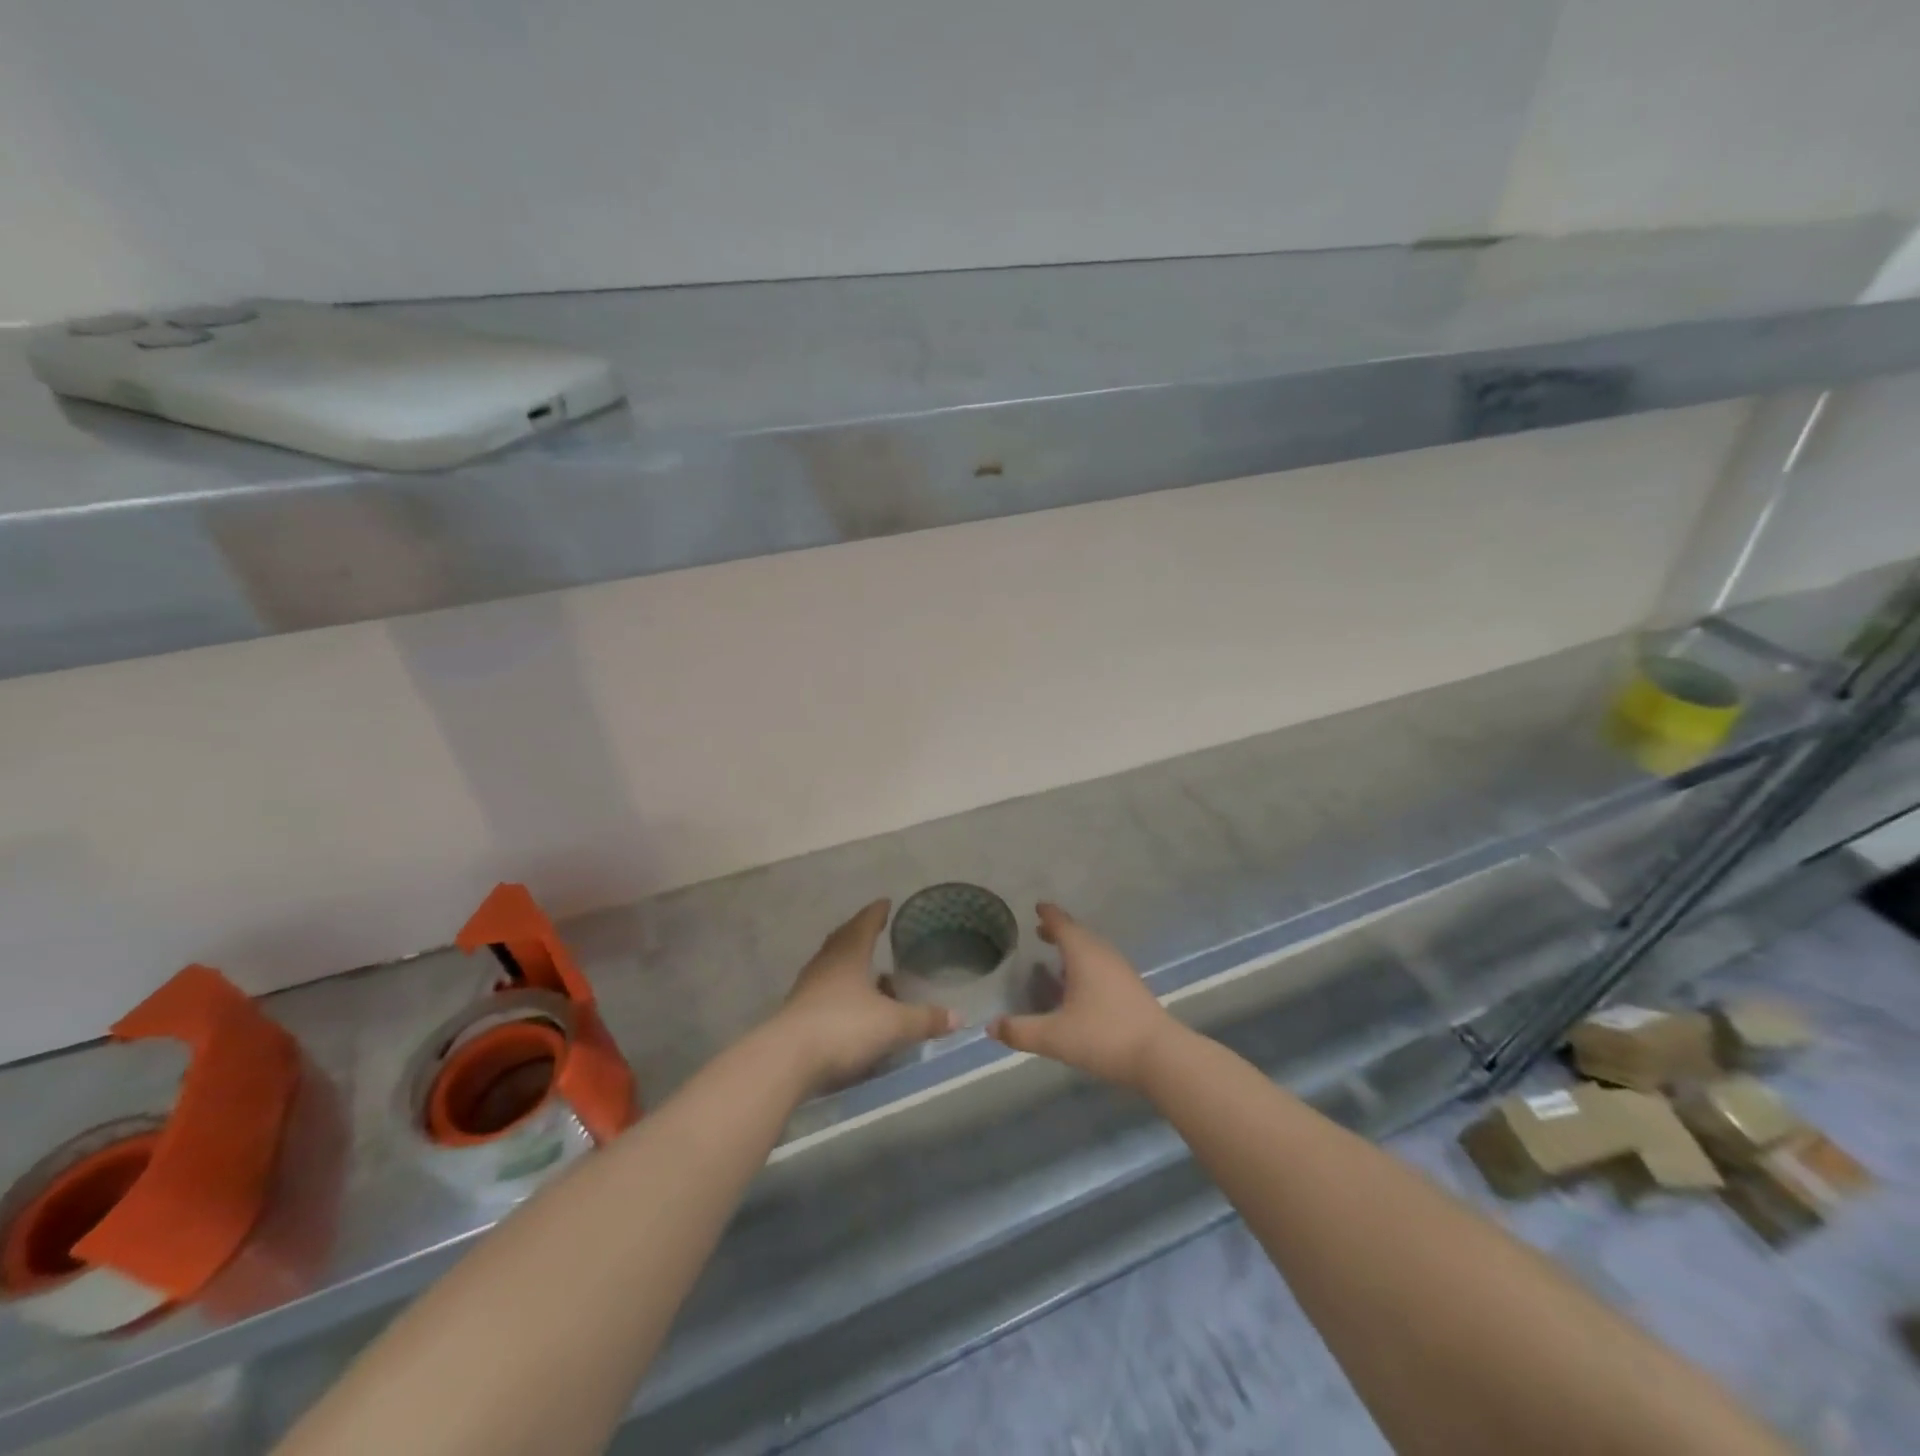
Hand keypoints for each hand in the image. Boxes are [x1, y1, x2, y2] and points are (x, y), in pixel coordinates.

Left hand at [773, 900, 958, 1088]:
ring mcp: (808, 989)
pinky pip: (824, 993)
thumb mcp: (894, 1025)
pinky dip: (840, 992)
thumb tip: (958, 1016)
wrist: (787, 1060)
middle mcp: (826, 965)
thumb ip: (925, 1019)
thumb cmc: (844, 1028)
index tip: (885, 903)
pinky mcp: (798, 1014)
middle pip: (843, 941)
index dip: (877, 913)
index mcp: (849, 955)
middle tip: (874, 929)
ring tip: (870, 972)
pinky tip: (852, 1007)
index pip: (864, 924)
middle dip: (860, 934)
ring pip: (832, 967)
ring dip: (850, 966)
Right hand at [988, 903, 1177, 1089]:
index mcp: (1083, 955)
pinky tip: (1083, 984)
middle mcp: (1103, 955)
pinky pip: (1103, 964)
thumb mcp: (1055, 1037)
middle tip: (1040, 931)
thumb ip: (1020, 1031)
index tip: (1037, 907)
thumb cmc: (1104, 1036)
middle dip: (1060, 930)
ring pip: (1094, 949)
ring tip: (1058, 955)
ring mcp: (1121, 971)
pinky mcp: (1132, 989)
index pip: (1063, 925)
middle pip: (1079, 934)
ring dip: (1075, 948)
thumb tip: (990, 1027)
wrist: (1160, 1056)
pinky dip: (1088, 963)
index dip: (1049, 915)